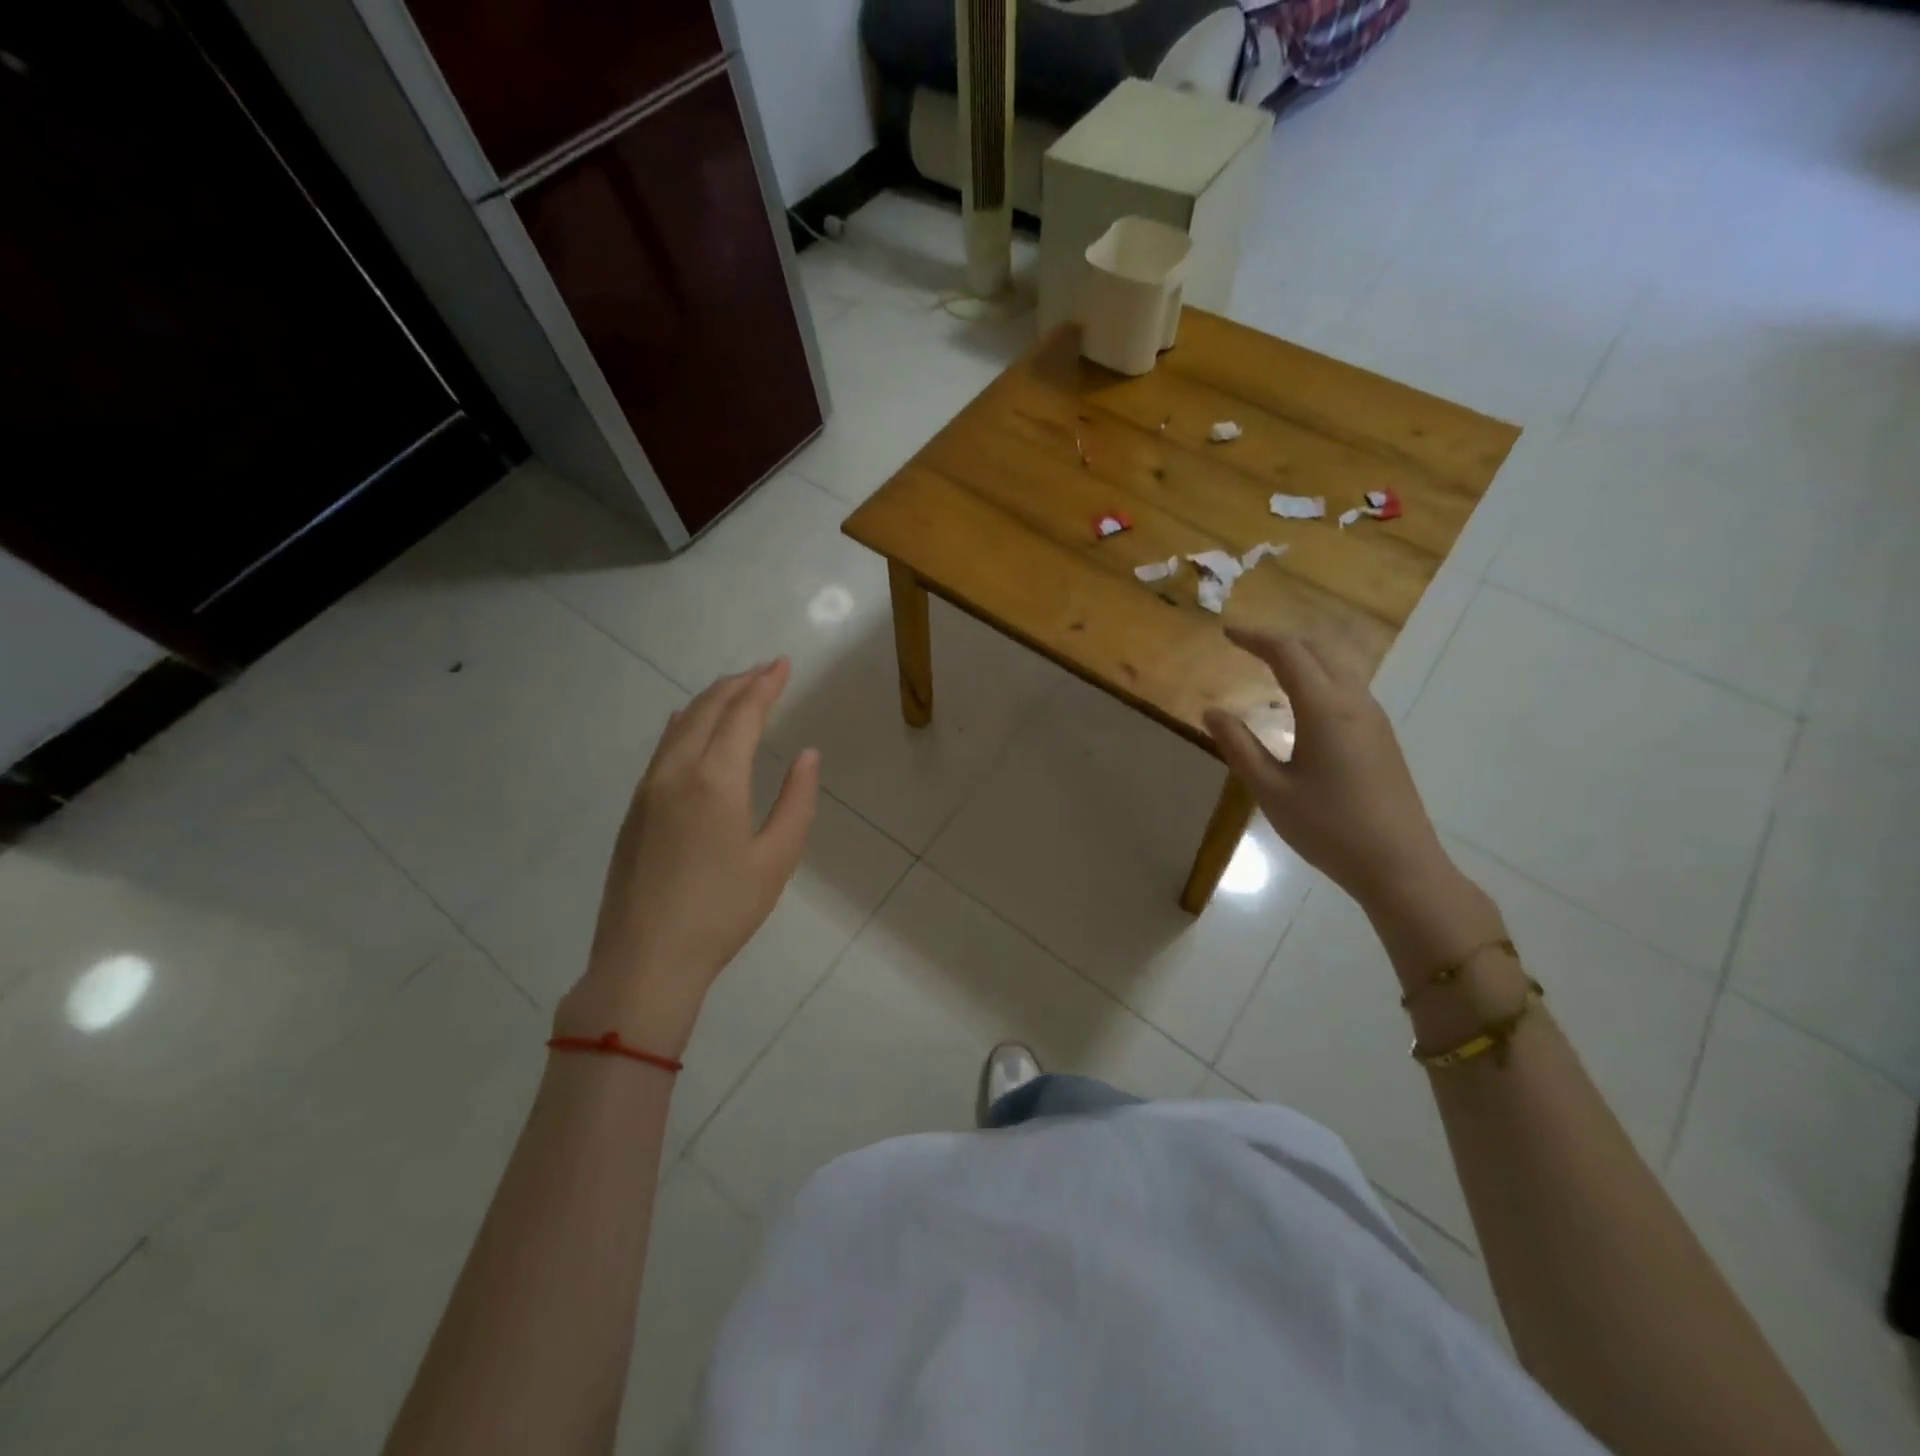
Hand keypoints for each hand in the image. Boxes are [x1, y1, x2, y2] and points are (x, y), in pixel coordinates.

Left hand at [558, 660, 818, 1055]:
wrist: (645, 960)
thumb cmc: (722, 911)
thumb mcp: (776, 858)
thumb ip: (796, 801)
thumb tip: (807, 755)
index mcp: (716, 779)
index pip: (743, 714)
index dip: (766, 685)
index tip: (783, 664)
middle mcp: (677, 771)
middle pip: (709, 709)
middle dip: (739, 683)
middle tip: (766, 669)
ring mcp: (648, 789)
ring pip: (681, 725)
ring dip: (711, 699)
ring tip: (735, 688)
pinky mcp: (634, 809)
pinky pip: (662, 747)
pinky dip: (685, 723)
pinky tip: (688, 723)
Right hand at [1203, 629, 1453, 913]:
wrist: (1400, 865)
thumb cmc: (1328, 828)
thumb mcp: (1271, 790)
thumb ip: (1239, 746)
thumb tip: (1211, 711)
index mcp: (1324, 709)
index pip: (1288, 653)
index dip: (1256, 637)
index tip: (1227, 632)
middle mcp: (1354, 702)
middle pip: (1317, 651)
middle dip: (1279, 641)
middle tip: (1245, 644)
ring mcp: (1374, 718)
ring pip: (1338, 666)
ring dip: (1303, 657)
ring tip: (1270, 666)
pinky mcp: (1382, 736)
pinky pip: (1348, 687)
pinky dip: (1319, 676)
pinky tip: (1303, 700)